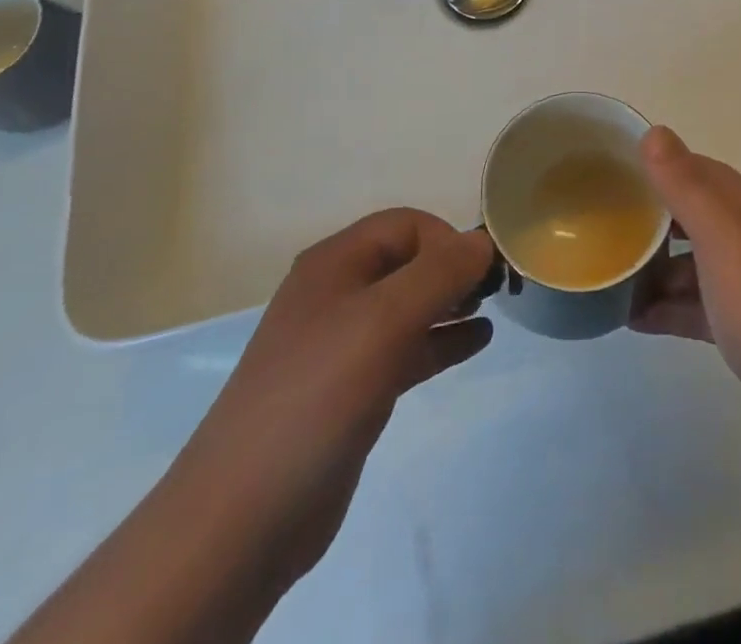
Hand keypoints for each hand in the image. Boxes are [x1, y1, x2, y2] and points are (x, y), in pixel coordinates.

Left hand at [172, 210, 495, 590]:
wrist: (243, 516)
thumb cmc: (318, 395)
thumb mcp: (385, 320)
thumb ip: (440, 273)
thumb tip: (483, 239)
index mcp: (336, 262)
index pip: (406, 225)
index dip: (448, 239)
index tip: (484, 272)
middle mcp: (337, 292)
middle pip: (408, 261)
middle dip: (454, 268)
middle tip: (497, 290)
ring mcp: (342, 343)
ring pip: (409, 305)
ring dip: (452, 302)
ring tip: (494, 309)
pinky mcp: (352, 389)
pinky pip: (406, 348)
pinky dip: (441, 340)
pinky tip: (476, 343)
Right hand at [630, 127, 740, 458]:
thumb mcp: (721, 236)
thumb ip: (685, 185)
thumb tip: (654, 131)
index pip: (690, 169)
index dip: (652, 167)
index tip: (607, 174)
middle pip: (688, 216)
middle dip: (646, 218)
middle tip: (598, 227)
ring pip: (690, 263)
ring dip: (652, 268)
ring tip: (605, 276)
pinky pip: (696, 306)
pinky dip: (667, 308)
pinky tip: (633, 320)